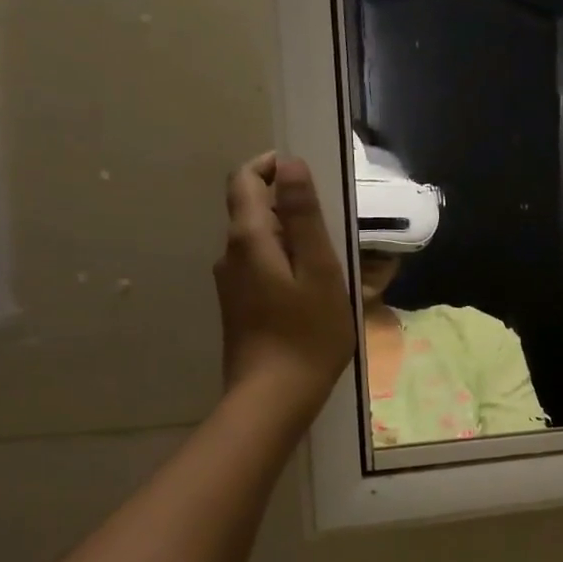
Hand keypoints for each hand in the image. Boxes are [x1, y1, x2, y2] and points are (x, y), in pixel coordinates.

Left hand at [215, 152, 355, 413]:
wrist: (274, 397)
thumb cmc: (308, 333)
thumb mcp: (318, 270)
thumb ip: (303, 216)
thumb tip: (290, 164)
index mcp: (248, 239)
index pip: (245, 180)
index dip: (271, 166)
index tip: (305, 174)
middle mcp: (230, 255)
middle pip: (251, 211)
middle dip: (287, 205)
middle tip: (332, 224)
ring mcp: (231, 284)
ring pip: (258, 242)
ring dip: (289, 238)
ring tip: (330, 259)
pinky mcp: (239, 307)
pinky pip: (260, 268)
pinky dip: (284, 263)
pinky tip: (312, 289)